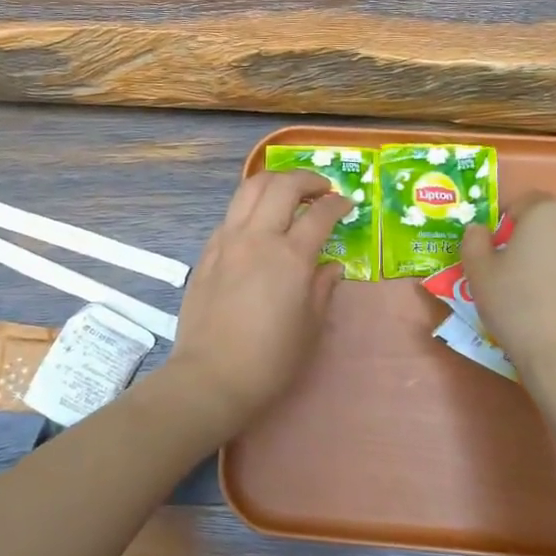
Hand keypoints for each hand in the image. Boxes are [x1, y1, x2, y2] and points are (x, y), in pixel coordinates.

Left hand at [164, 170, 350, 434]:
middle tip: (321, 190)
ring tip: (289, 193)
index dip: (338, 204)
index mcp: (290, 257)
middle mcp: (257, 238)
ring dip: (274, 182)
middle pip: (282, 186)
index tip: (347, 205)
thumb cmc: (270, 359)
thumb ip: (323, 288)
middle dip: (307, 179)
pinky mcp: (208, 252)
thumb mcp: (310, 327)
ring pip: (249, 189)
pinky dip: (250, 206)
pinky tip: (258, 223)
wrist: (211, 375)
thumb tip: (331, 266)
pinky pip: (231, 214)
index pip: (320, 213)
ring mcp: (227, 241)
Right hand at [459, 194, 555, 378]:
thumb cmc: (520, 309)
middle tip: (525, 277)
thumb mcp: (479, 275)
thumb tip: (480, 230)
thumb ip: (474, 242)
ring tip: (555, 299)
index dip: (509, 223)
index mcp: (548, 214)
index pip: (526, 202)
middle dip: (541, 242)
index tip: (500, 250)